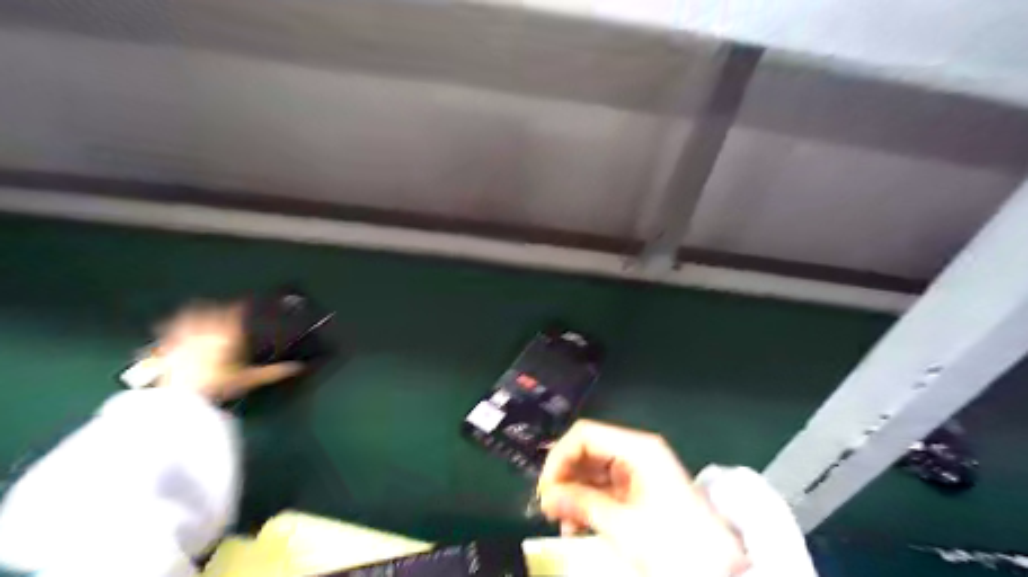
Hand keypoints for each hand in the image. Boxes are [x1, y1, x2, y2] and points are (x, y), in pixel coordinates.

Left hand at [151, 302, 302, 401]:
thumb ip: (274, 372)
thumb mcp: (250, 379)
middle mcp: (207, 329)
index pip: (236, 312)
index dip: (241, 306)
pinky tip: (170, 322)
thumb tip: (298, 367)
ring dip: (197, 309)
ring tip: (200, 306)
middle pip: (214, 310)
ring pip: (191, 314)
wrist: (182, 396)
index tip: (245, 304)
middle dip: (220, 307)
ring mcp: (185, 335)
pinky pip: (169, 328)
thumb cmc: (218, 384)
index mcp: (228, 334)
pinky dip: (172, 323)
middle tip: (225, 306)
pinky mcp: (168, 345)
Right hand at [539, 418, 748, 575]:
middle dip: (565, 478)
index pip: (585, 435)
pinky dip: (588, 503)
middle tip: (549, 508)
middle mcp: (636, 452)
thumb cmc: (673, 542)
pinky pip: (604, 488)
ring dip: (574, 494)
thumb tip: (546, 495)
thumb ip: (580, 503)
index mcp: (637, 448)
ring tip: (563, 522)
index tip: (545, 487)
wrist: (719, 571)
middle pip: (588, 451)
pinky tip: (577, 525)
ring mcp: (638, 471)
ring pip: (593, 471)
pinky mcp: (640, 491)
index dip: (559, 456)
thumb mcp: (623, 524)